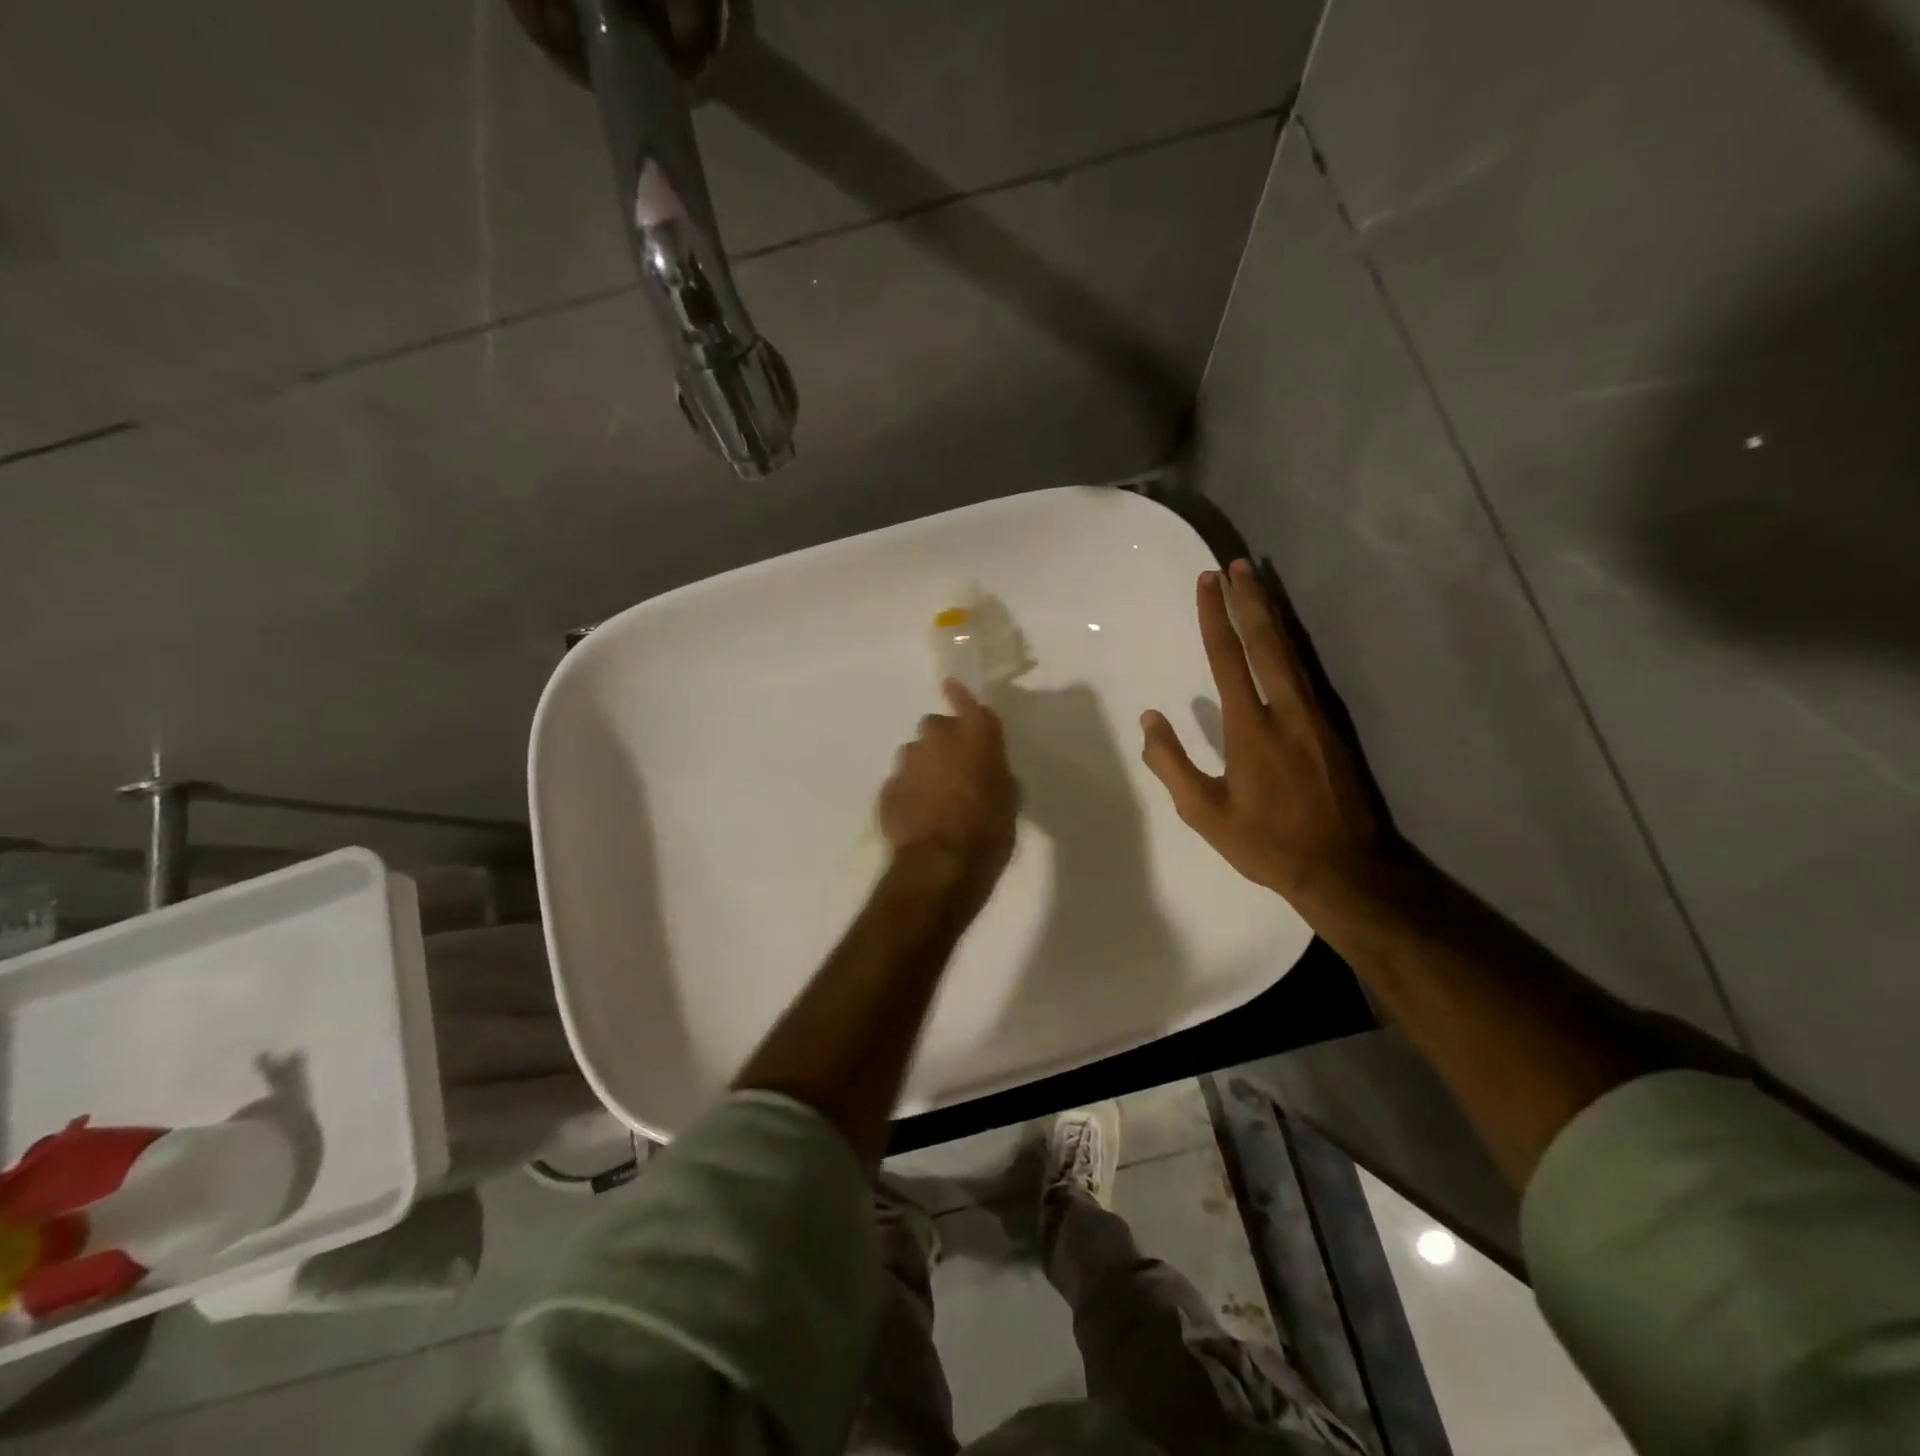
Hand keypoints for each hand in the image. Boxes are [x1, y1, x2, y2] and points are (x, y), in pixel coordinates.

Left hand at [879, 679, 1020, 894]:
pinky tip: (918, 817)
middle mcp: (939, 738)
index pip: (967, 703)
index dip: (960, 695)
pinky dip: (909, 792)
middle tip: (954, 770)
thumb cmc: (990, 830)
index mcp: (976, 735)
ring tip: (934, 799)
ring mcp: (908, 761)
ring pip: (915, 754)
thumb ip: (996, 774)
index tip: (949, 685)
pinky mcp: (888, 787)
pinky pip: (901, 782)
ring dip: (924, 767)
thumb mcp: (1009, 800)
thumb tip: (989, 772)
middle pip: (936, 727)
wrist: (941, 864)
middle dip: (943, 742)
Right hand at [1140, 560, 1385, 914]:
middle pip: (1266, 642)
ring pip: (1293, 651)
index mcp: (1251, 729)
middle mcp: (1287, 710)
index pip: (1228, 659)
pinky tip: (1286, 634)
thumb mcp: (1205, 813)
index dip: (1215, 618)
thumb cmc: (1267, 843)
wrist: (1347, 868)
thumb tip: (1150, 720)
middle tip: (1237, 566)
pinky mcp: (1334, 726)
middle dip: (1249, 600)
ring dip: (1274, 614)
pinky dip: (1293, 642)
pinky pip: (1308, 671)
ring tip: (1260, 583)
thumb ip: (1172, 764)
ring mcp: (1317, 715)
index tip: (1208, 582)